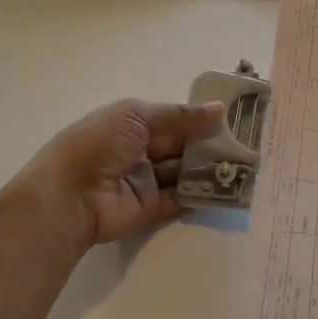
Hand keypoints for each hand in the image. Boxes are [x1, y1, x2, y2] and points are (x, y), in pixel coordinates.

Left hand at [7, 99, 224, 250]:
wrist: (70, 194)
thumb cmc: (99, 142)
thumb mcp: (137, 116)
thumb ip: (180, 116)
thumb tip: (220, 109)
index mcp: (132, 123)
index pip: (172, 118)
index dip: (199, 118)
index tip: (233, 116)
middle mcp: (140, 151)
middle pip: (181, 145)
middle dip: (209, 142)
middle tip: (246, 140)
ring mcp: (146, 181)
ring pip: (184, 171)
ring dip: (209, 167)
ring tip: (245, 162)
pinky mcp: (151, 209)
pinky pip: (181, 198)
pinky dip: (202, 192)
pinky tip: (228, 185)